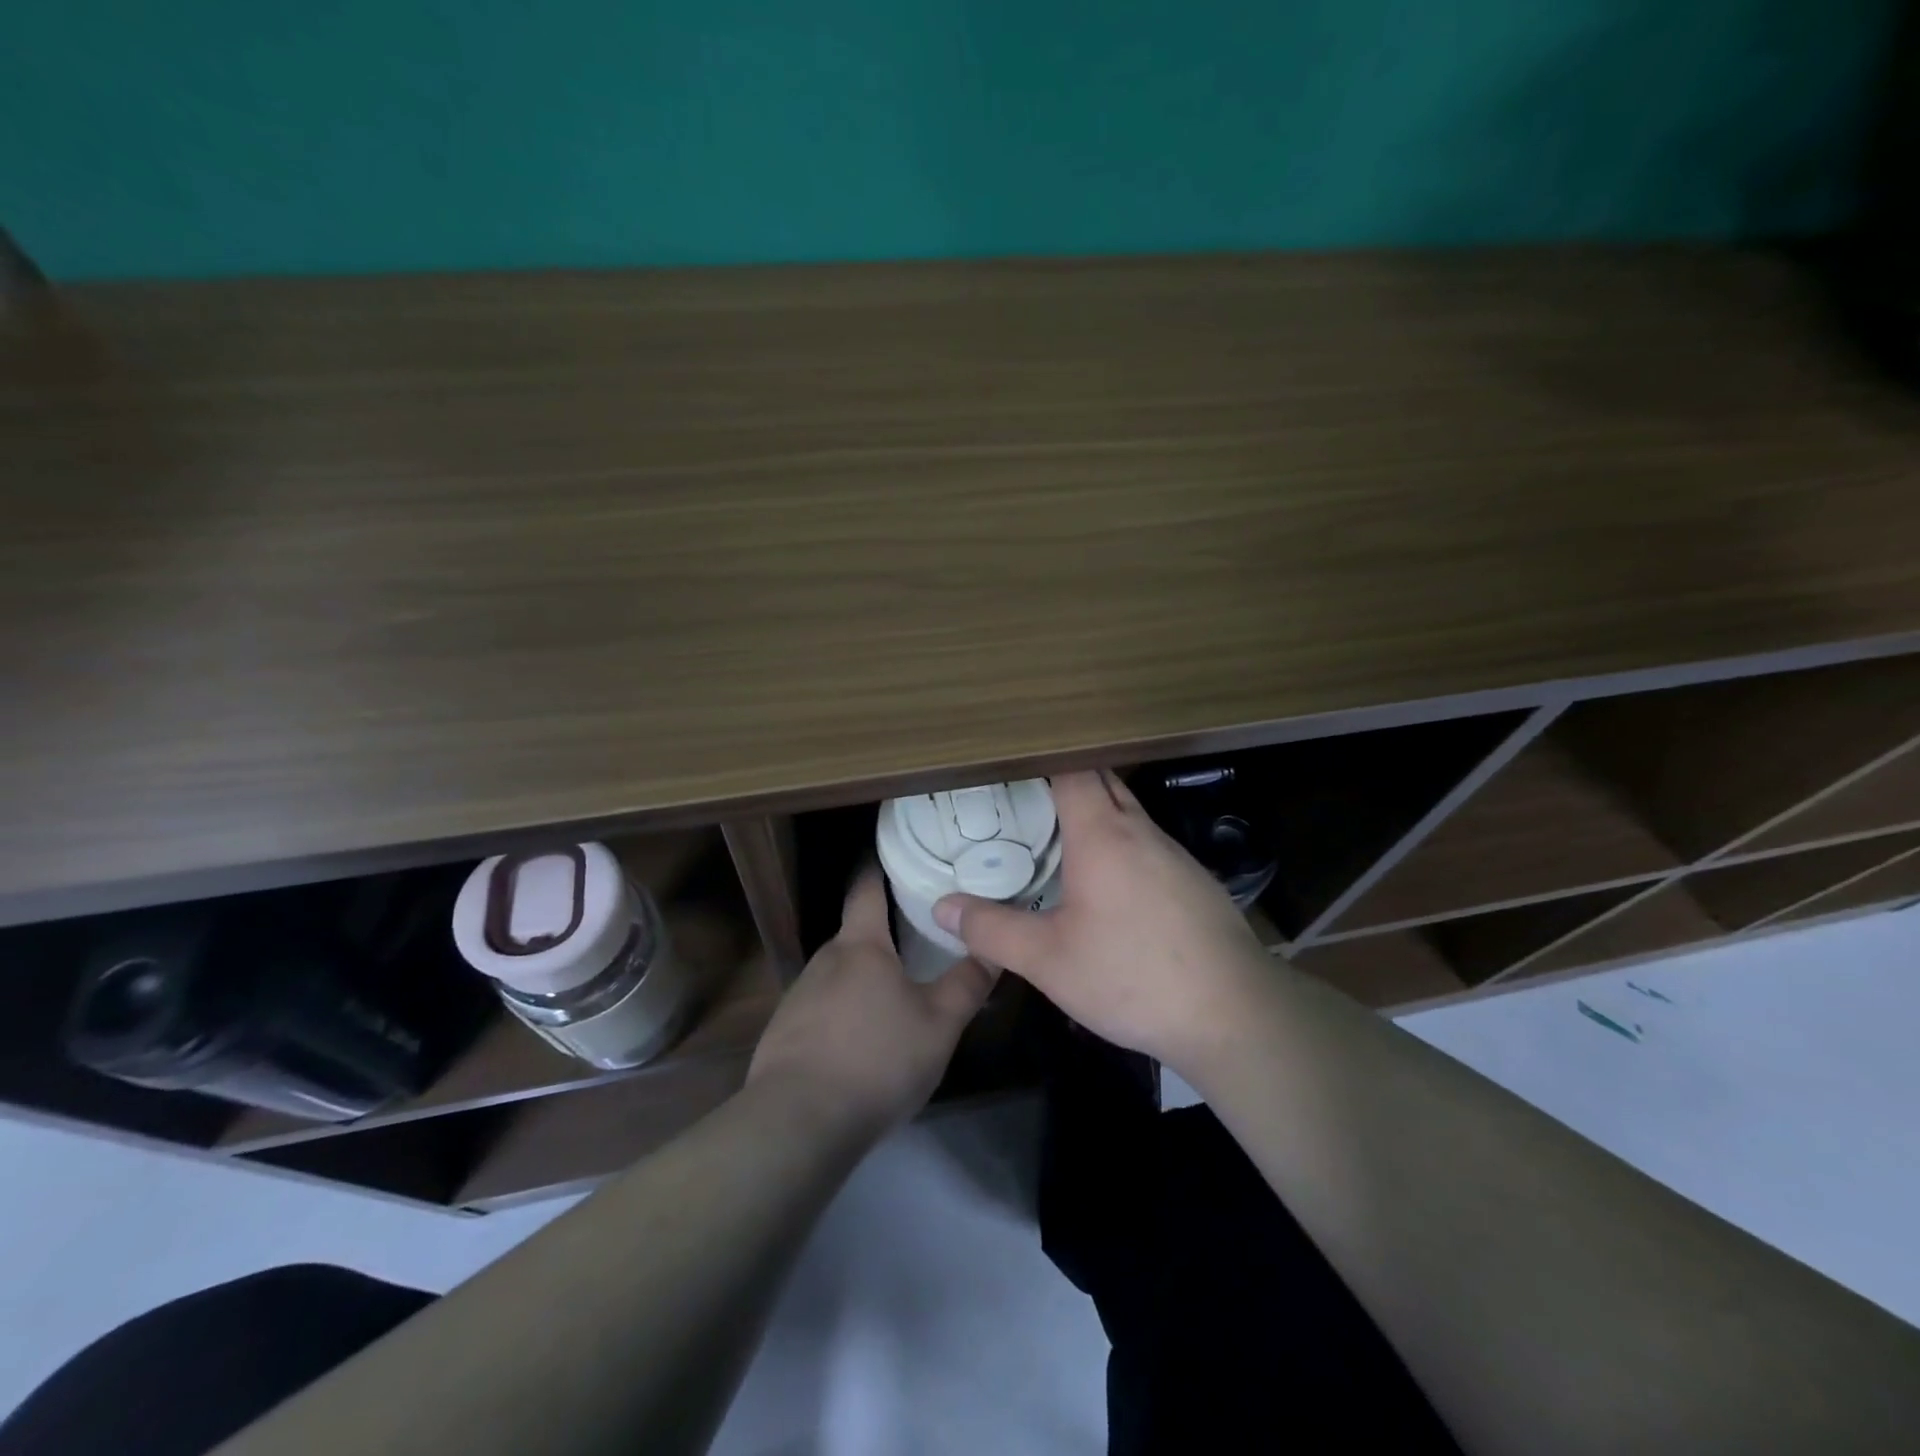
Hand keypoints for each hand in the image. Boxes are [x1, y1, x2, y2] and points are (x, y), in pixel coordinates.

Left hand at [747, 868, 994, 1143]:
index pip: (866, 887)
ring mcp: (798, 996)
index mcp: (860, 945)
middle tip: (921, 943)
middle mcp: (824, 959)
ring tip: (895, 998)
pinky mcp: (784, 1033)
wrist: (797, 1123)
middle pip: (857, 935)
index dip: (880, 868)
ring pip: (840, 975)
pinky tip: (861, 1045)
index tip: (899, 858)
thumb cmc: (877, 1059)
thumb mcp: (939, 1024)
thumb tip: (994, 946)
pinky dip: (844, 1014)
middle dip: (885, 936)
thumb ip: (968, 983)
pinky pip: (822, 1009)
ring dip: (865, 980)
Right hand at [932, 770, 1269, 1070]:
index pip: (1072, 768)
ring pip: (1128, 814)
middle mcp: (1140, 830)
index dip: (1042, 759)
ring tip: (1056, 839)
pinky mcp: (1193, 882)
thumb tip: (942, 906)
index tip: (1010, 765)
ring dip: (1095, 816)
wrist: (1233, 1013)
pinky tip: (1108, 887)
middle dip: (1064, 782)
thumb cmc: (1131, 975)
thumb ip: (992, 929)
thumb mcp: (1047, 959)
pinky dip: (1120, 847)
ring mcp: (1174, 854)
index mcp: (1102, 833)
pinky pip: (1147, 845)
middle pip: (1102, 782)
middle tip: (1022, 800)